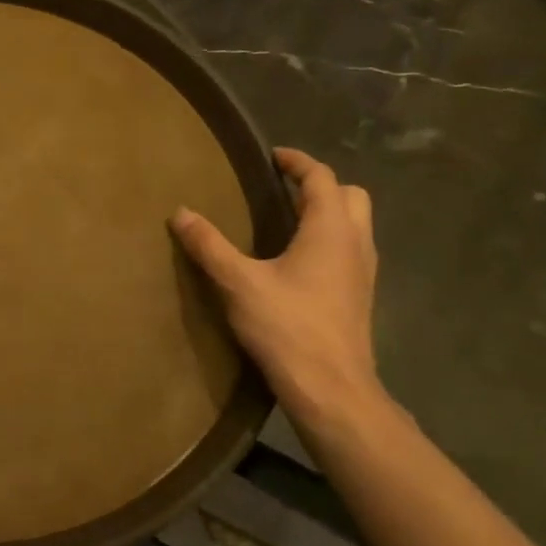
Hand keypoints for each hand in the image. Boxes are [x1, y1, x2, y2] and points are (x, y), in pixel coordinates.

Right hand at [173, 147, 384, 433]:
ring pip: (355, 223)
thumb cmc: (287, 327)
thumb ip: (209, 245)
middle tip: (283, 189)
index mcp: (330, 229)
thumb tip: (181, 212)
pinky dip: (330, 239)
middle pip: (350, 195)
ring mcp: (363, 271)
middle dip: (319, 185)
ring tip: (288, 221)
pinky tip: (299, 262)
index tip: (272, 156)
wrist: (332, 388)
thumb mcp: (238, 283)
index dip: (297, 162)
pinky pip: (351, 249)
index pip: (321, 177)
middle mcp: (355, 243)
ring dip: (328, 212)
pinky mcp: (360, 296)